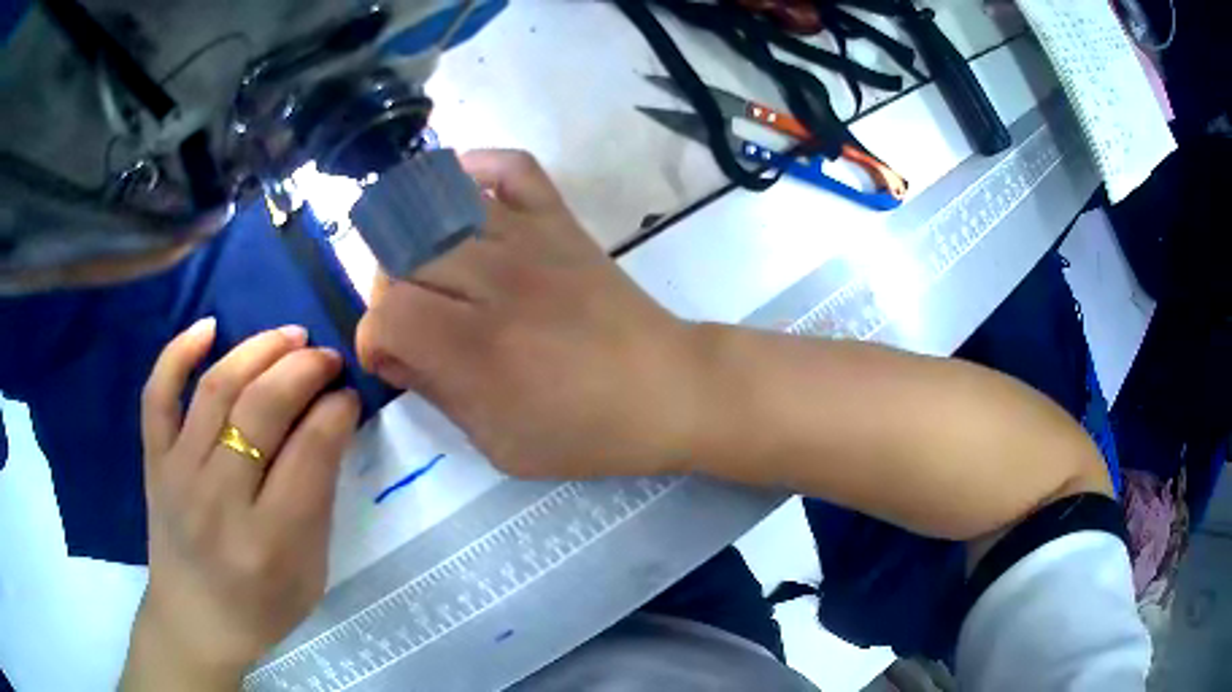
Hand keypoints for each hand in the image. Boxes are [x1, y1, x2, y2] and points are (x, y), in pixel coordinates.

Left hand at [121, 320, 360, 690]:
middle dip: (303, 370)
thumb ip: (319, 501)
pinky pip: (157, 395)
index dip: (336, 411)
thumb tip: (328, 426)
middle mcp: (219, 500)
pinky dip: (178, 352)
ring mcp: (177, 474)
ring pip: (216, 389)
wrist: (193, 622)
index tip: (348, 395)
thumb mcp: (310, 573)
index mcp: (269, 542)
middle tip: (327, 358)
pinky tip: (209, 326)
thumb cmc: (261, 609)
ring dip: (258, 350)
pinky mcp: (153, 461)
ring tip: (290, 335)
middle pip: (261, 410)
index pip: (309, 453)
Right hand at [356, 150, 705, 478]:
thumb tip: (395, 356)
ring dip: (416, 242)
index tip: (390, 360)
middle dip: (390, 294)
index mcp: (478, 348)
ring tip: (429, 272)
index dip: (373, 339)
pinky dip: (476, 169)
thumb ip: (437, 395)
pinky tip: (461, 197)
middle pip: (403, 258)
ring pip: (440, 212)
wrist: (667, 390)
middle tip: (413, 322)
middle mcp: (496, 280)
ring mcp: (530, 240)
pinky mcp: (560, 220)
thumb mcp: (498, 444)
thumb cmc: (585, 432)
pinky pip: (511, 167)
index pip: (388, 313)